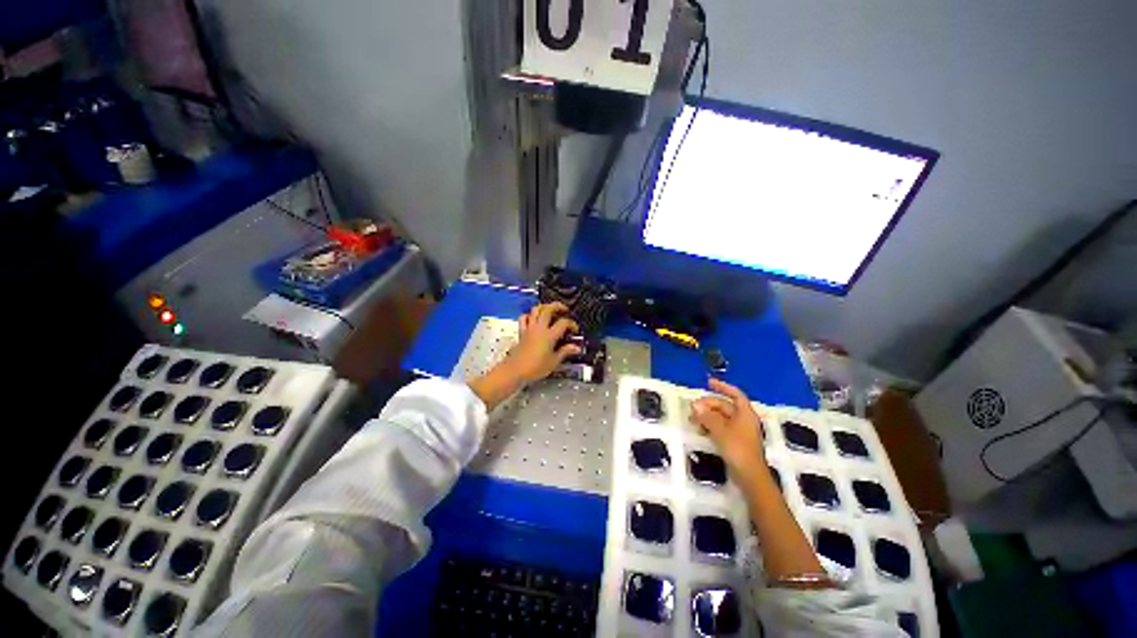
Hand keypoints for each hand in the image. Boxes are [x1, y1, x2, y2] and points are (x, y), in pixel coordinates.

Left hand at [506, 302, 581, 383]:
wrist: (515, 370)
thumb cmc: (535, 368)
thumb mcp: (554, 362)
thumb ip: (565, 352)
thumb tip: (576, 348)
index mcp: (549, 335)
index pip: (564, 323)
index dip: (572, 324)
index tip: (574, 330)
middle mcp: (539, 328)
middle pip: (548, 309)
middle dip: (558, 306)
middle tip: (564, 310)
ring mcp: (529, 328)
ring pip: (535, 309)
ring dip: (544, 307)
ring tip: (550, 311)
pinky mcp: (522, 332)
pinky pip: (524, 318)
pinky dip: (529, 315)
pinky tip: (534, 319)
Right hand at [691, 378, 767, 481]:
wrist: (750, 476)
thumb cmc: (738, 449)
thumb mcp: (720, 430)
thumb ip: (707, 416)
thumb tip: (695, 405)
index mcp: (745, 413)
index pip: (735, 394)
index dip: (722, 386)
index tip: (708, 382)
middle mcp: (743, 420)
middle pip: (724, 406)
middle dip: (708, 405)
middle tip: (693, 408)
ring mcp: (739, 431)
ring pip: (721, 417)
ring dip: (707, 416)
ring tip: (693, 419)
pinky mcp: (734, 441)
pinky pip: (720, 427)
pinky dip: (710, 426)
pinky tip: (700, 430)